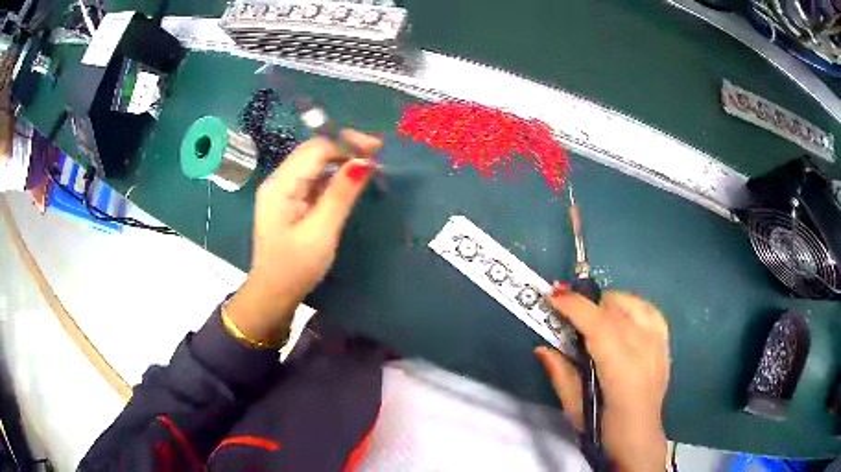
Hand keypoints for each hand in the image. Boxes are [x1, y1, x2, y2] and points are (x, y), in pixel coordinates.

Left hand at [225, 130, 381, 343]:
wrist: (273, 294)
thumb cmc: (295, 269)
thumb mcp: (321, 233)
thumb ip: (341, 195)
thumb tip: (364, 162)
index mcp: (281, 186)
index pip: (316, 149)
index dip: (347, 142)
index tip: (377, 148)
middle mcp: (278, 181)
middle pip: (313, 151)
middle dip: (345, 147)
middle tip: (377, 155)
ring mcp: (282, 190)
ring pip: (314, 164)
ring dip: (341, 160)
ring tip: (369, 165)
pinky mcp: (288, 201)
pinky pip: (312, 179)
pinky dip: (332, 176)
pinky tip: (349, 181)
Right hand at [535, 290, 669, 471]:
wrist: (640, 438)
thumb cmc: (604, 429)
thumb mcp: (574, 408)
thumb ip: (560, 374)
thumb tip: (542, 347)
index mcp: (621, 371)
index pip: (599, 326)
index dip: (576, 307)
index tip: (554, 297)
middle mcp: (644, 351)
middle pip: (615, 309)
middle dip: (588, 303)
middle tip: (568, 313)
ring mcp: (659, 345)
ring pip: (634, 304)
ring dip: (609, 303)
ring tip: (595, 316)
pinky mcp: (666, 344)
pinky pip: (650, 310)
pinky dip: (632, 306)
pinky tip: (622, 317)